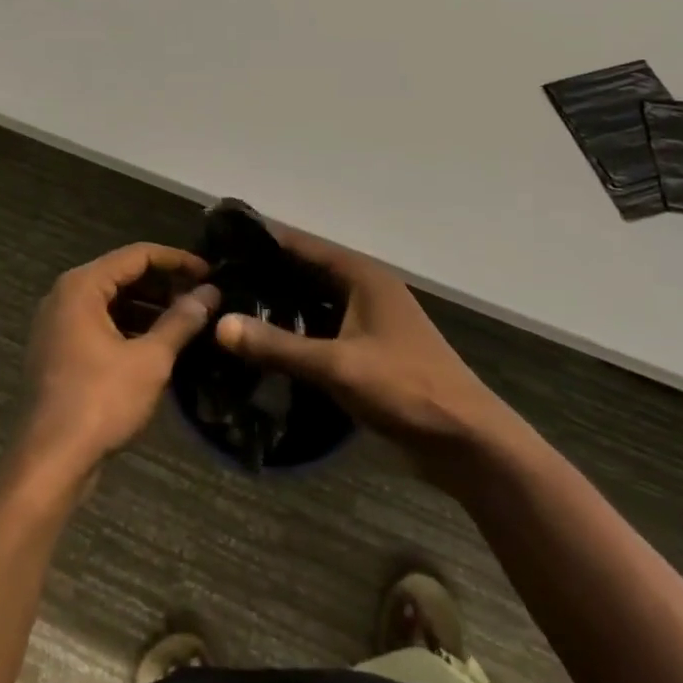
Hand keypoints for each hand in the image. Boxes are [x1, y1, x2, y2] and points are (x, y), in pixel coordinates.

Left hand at [16, 243, 218, 481]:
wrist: (49, 463)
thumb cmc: (100, 402)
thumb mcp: (150, 359)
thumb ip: (181, 321)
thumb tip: (210, 293)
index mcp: (82, 286)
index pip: (138, 254)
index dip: (178, 260)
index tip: (211, 272)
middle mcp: (65, 296)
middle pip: (123, 274)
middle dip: (165, 284)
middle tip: (203, 298)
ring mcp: (58, 324)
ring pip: (112, 301)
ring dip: (150, 307)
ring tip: (188, 321)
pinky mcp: (59, 351)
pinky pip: (100, 324)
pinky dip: (130, 327)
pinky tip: (160, 344)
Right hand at [213, 227, 506, 475]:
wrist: (465, 439)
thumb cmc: (404, 388)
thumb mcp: (336, 365)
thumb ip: (277, 345)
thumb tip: (219, 324)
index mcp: (362, 275)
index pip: (302, 245)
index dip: (262, 243)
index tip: (220, 247)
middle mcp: (365, 288)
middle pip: (307, 272)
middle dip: (266, 277)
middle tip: (217, 285)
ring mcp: (371, 319)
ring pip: (315, 303)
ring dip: (281, 307)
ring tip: (232, 312)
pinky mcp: (371, 350)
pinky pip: (325, 330)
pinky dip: (298, 333)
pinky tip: (267, 347)